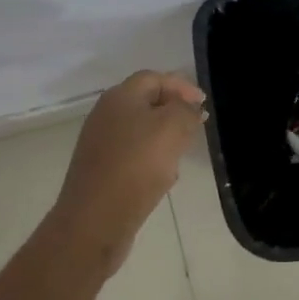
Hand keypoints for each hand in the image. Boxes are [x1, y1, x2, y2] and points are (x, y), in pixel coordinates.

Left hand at [52, 70, 206, 271]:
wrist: (94, 221)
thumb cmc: (135, 167)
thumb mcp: (171, 128)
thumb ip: (185, 110)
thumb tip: (189, 108)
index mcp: (120, 97)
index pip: (154, 78)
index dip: (181, 86)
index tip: (204, 105)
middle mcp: (105, 115)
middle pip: (146, 103)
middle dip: (174, 113)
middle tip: (195, 128)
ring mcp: (100, 144)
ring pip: (140, 131)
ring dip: (164, 139)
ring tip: (181, 154)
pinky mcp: (100, 171)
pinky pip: (132, 156)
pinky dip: (150, 161)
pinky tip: (162, 179)